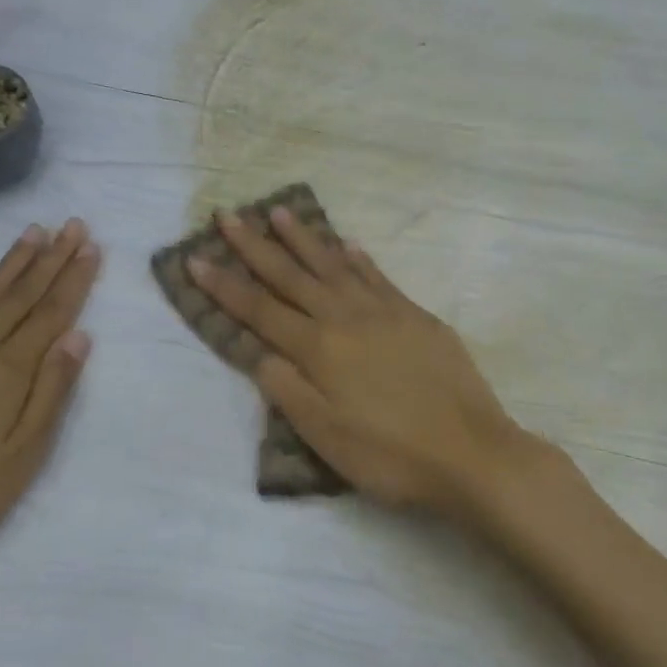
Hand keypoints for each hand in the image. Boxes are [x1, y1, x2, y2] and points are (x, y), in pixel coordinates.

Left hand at [0, 219, 99, 592]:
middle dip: (50, 259)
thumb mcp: (22, 457)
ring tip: (33, 233)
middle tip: (72, 225)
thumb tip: (78, 336)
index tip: (92, 247)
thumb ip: (51, 392)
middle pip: (19, 297)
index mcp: (6, 374)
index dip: (74, 280)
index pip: (50, 315)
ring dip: (9, 264)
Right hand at [189, 208, 546, 517]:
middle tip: (228, 215)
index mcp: (319, 350)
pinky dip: (358, 258)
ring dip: (304, 238)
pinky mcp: (416, 315)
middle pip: (291, 276)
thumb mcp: (326, 436)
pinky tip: (347, 244)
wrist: (470, 451)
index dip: (225, 285)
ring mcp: (385, 311)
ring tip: (279, 211)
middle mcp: (346, 318)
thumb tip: (261, 353)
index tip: (195, 257)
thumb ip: (289, 390)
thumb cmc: (390, 455)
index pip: (260, 310)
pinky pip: (378, 276)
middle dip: (255, 246)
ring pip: (334, 265)